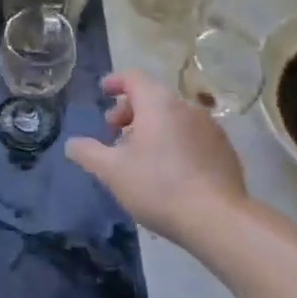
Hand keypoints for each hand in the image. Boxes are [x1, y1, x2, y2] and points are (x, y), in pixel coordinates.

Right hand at [65, 70, 250, 246]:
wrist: (217, 219)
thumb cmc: (158, 186)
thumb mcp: (111, 171)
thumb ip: (87, 152)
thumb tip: (72, 143)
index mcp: (158, 104)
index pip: (133, 78)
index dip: (115, 81)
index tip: (103, 91)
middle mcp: (187, 108)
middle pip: (153, 97)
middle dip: (129, 111)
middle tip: (114, 133)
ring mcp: (210, 129)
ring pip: (173, 118)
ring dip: (152, 128)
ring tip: (139, 155)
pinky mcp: (224, 151)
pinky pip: (191, 136)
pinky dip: (174, 142)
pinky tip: (168, 170)